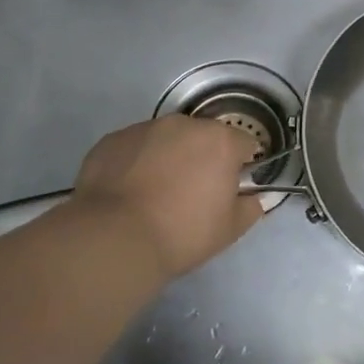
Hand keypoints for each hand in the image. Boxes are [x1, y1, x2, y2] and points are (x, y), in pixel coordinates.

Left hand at [70, 117, 265, 281]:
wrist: (114, 238)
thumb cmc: (182, 233)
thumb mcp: (230, 230)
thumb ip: (250, 207)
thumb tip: (251, 198)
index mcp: (220, 141)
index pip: (244, 143)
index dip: (241, 165)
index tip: (231, 187)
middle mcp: (184, 124)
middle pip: (203, 136)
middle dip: (203, 157)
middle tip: (193, 191)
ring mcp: (145, 128)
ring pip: (167, 139)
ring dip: (168, 156)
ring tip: (155, 191)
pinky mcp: (113, 140)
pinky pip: (134, 148)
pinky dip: (136, 162)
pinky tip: (128, 191)